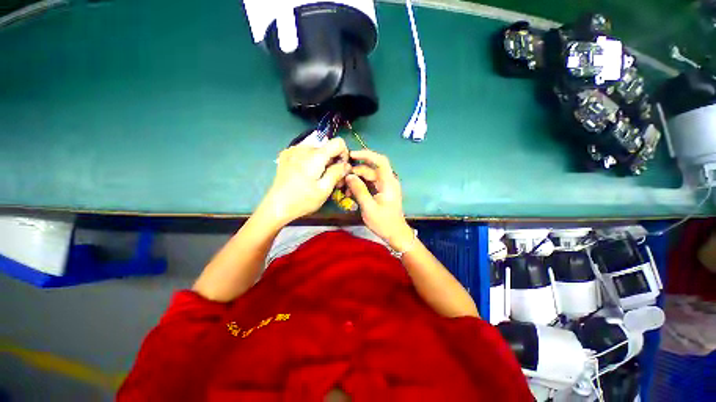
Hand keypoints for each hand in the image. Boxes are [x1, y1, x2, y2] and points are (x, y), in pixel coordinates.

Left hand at [261, 138, 350, 224]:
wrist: (276, 206)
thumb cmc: (302, 200)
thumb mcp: (324, 189)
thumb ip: (337, 173)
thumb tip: (347, 165)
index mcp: (315, 155)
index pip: (338, 142)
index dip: (344, 154)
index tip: (341, 169)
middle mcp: (304, 148)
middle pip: (327, 148)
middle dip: (334, 162)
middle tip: (333, 180)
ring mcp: (293, 151)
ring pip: (317, 151)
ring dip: (323, 162)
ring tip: (320, 179)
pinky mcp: (287, 155)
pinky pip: (306, 153)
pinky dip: (312, 161)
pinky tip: (308, 175)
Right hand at [345, 150, 414, 250]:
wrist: (395, 234)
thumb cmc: (384, 222)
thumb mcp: (369, 207)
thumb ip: (359, 190)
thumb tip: (349, 176)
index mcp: (388, 182)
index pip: (380, 161)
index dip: (366, 154)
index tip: (352, 155)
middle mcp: (387, 181)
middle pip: (370, 169)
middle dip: (355, 172)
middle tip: (341, 178)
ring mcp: (384, 186)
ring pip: (368, 177)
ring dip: (356, 180)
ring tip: (344, 189)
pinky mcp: (381, 192)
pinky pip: (369, 184)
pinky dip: (360, 186)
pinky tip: (350, 193)